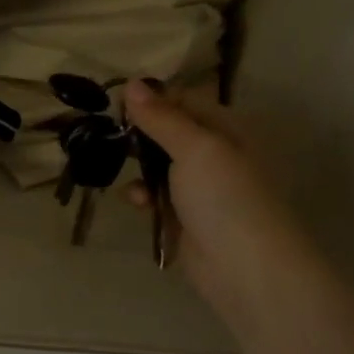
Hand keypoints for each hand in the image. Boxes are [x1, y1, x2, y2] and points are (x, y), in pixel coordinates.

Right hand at [123, 80, 310, 308]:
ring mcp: (201, 188)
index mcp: (227, 130)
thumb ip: (161, 117)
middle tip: (107, 134)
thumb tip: (132, 83)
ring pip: (158, 165)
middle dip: (139, 135)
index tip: (116, 103)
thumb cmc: (226, 198)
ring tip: (120, 169)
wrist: (246, 270)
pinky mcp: (185, 218)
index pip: (183, 101)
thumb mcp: (195, 148)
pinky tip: (136, 202)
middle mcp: (215, 154)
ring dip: (138, 167)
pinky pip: (157, 197)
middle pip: (168, 133)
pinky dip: (144, 196)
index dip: (151, 99)